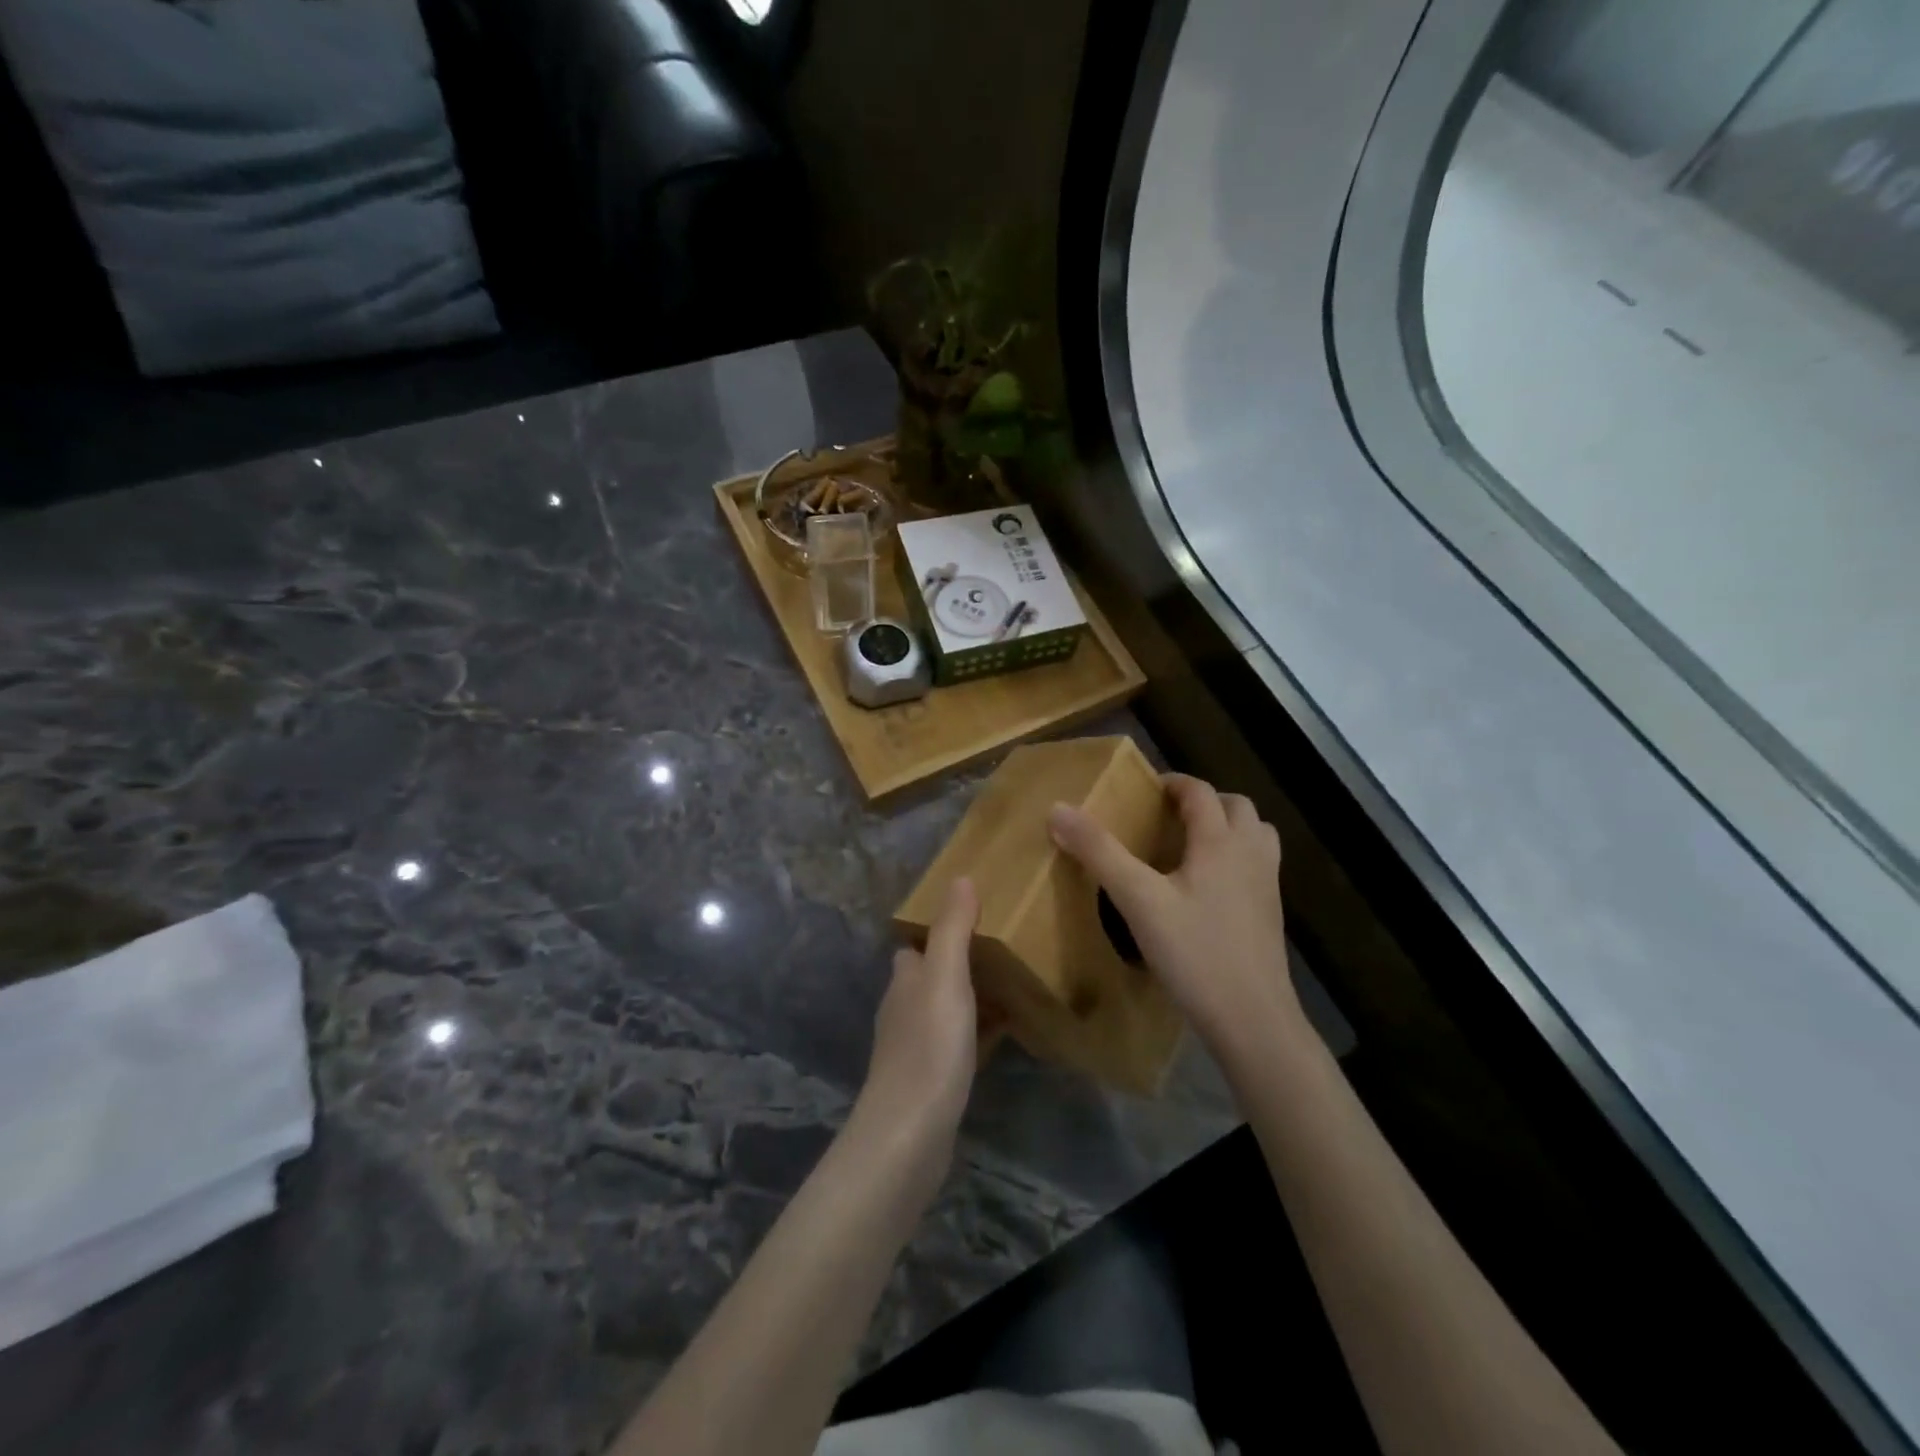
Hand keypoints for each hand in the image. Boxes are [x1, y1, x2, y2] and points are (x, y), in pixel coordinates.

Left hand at [854, 877, 982, 1186]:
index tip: (972, 916)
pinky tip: (1006, 1034)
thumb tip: (959, 877)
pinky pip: (958, 1045)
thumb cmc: (928, 1047)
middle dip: (958, 963)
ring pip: (945, 1010)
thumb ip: (952, 929)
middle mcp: (903, 1009)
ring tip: (1011, 984)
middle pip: (930, 977)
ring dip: (970, 997)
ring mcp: (915, 1048)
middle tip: (1002, 948)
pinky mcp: (930, 1081)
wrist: (910, 1134)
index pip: (914, 946)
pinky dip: (979, 1033)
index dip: (936, 930)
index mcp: (904, 980)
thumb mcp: (945, 977)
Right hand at [1048, 775, 1305, 1066]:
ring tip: (1192, 845)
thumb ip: (1099, 852)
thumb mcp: (1138, 900)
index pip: (1201, 792)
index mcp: (1221, 842)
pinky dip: (1237, 858)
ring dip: (1228, 826)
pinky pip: (1258, 865)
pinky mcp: (1271, 914)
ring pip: (1255, 835)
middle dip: (1204, 802)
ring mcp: (1268, 885)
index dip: (1174, 784)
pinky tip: (1207, 888)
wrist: (1253, 1019)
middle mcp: (1251, 854)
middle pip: (1237, 807)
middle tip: (1168, 817)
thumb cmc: (1194, 953)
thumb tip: (1058, 809)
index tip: (1146, 790)